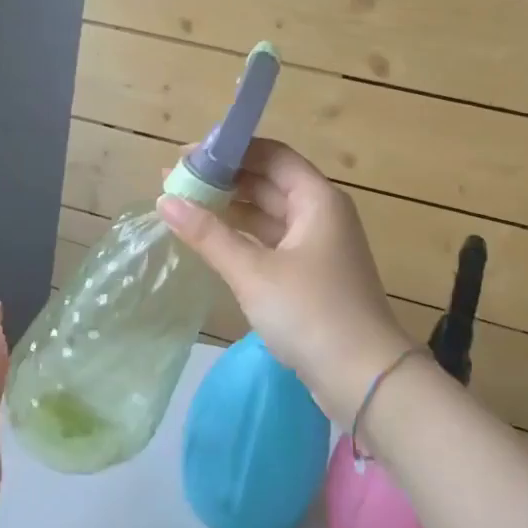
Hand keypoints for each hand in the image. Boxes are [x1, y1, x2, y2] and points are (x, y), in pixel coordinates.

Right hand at [159, 139, 415, 429]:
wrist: (362, 376)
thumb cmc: (310, 313)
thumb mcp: (253, 272)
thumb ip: (209, 235)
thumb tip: (165, 201)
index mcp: (317, 199)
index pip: (271, 155)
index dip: (230, 150)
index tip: (187, 156)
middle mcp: (320, 214)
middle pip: (268, 183)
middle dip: (224, 180)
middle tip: (175, 181)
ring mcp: (317, 247)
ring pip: (268, 215)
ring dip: (230, 209)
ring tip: (183, 207)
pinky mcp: (310, 275)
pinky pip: (271, 242)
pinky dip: (242, 237)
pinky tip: (211, 240)